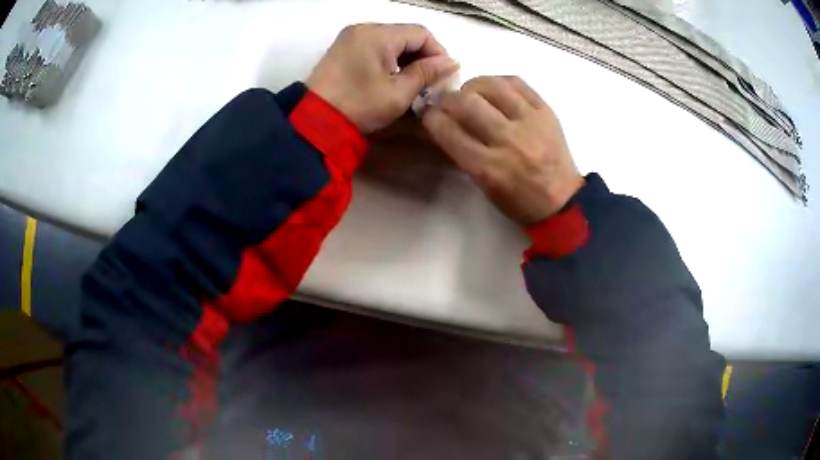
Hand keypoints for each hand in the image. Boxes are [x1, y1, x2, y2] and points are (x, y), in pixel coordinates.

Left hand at [307, 23, 459, 133]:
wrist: (314, 121)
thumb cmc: (359, 106)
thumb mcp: (399, 92)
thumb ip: (427, 73)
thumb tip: (452, 61)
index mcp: (378, 34)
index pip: (421, 33)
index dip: (438, 52)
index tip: (444, 75)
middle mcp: (364, 28)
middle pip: (405, 34)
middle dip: (422, 55)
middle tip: (430, 80)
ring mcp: (350, 37)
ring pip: (390, 40)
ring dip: (406, 57)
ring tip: (413, 80)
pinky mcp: (343, 48)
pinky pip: (374, 46)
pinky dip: (389, 58)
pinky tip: (392, 76)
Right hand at [422, 76, 583, 223]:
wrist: (562, 200)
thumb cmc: (518, 200)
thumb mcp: (483, 185)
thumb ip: (461, 153)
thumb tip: (441, 123)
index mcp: (489, 168)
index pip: (448, 131)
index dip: (431, 117)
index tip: (428, 113)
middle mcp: (509, 141)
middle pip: (466, 103)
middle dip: (448, 98)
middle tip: (447, 102)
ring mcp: (530, 123)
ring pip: (492, 85)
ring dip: (472, 85)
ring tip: (471, 93)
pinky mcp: (546, 111)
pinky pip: (517, 83)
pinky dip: (499, 82)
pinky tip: (494, 90)